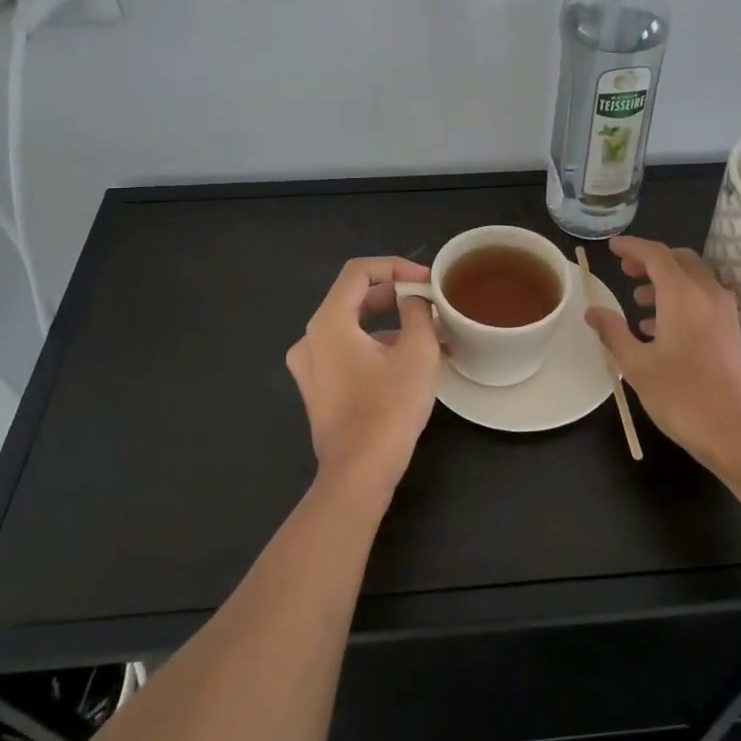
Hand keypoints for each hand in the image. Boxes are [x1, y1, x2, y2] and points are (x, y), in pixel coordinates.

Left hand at [286, 257, 440, 491]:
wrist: (359, 474)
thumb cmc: (389, 408)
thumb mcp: (417, 352)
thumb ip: (417, 312)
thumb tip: (414, 299)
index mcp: (328, 322)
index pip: (359, 271)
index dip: (396, 266)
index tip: (426, 281)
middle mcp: (310, 338)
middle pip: (354, 297)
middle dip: (395, 295)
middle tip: (430, 304)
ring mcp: (310, 366)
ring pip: (352, 327)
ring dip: (389, 324)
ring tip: (428, 336)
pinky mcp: (317, 390)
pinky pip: (346, 352)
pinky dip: (375, 347)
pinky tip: (407, 363)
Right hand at [585, 236, 740, 474]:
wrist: (738, 432)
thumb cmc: (682, 397)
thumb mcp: (637, 366)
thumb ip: (614, 333)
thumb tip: (593, 311)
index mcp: (683, 295)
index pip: (656, 254)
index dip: (633, 246)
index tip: (612, 247)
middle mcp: (708, 294)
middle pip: (680, 260)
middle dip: (651, 260)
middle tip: (626, 270)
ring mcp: (725, 313)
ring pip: (694, 279)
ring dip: (666, 281)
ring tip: (638, 301)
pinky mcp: (732, 332)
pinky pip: (704, 299)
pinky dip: (681, 299)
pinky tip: (660, 328)